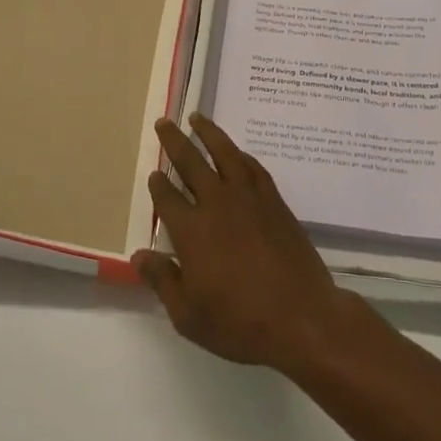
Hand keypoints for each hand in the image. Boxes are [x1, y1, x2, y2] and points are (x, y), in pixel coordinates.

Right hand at [133, 115, 368, 376]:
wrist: (302, 317)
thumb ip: (162, 281)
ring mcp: (249, 198)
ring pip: (224, 153)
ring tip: (196, 117)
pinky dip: (240, 154)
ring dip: (208, 133)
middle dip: (174, 142)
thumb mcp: (189, 316)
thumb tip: (138, 255)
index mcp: (192, 231)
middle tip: (164, 122)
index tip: (153, 174)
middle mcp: (217, 204)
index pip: (167, 199)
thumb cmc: (241, 323)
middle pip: (191, 163)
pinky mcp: (274, 201)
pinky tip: (235, 152)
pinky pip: (253, 167)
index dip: (158, 185)